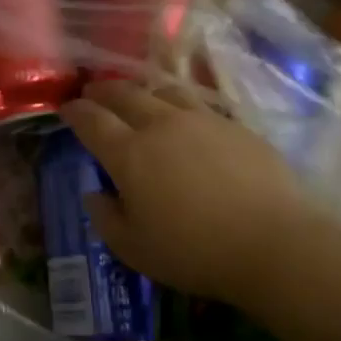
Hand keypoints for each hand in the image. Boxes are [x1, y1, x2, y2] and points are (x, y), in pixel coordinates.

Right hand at [60, 82, 324, 311]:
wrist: (273, 243)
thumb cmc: (193, 251)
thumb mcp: (132, 248)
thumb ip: (105, 217)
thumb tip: (95, 194)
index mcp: (129, 153)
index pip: (92, 120)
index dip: (75, 112)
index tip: (66, 109)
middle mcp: (162, 125)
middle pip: (126, 94)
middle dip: (104, 90)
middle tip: (93, 91)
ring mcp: (203, 121)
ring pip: (165, 90)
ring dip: (143, 89)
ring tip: (137, 94)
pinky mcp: (237, 127)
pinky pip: (199, 105)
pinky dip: (180, 104)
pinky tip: (184, 116)